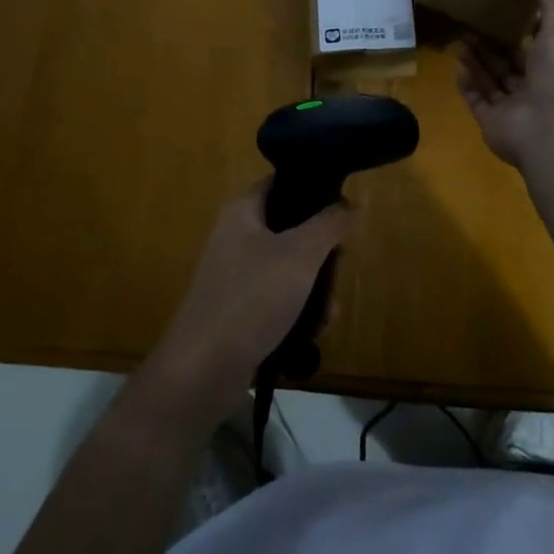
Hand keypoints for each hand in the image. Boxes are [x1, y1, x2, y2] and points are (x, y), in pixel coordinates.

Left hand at [148, 187, 354, 417]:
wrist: (203, 369)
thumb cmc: (252, 298)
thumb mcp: (299, 255)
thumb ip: (329, 224)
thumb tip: (350, 204)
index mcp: (243, 211)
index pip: (282, 183)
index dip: (314, 190)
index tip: (344, 211)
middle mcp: (237, 236)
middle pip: (293, 229)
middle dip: (322, 254)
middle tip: (337, 271)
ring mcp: (237, 275)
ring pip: (291, 269)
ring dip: (316, 289)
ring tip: (328, 314)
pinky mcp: (241, 309)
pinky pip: (280, 299)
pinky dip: (299, 312)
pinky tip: (313, 333)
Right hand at [456, 0, 553, 167]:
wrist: (549, 127)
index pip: (537, 44)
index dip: (520, 26)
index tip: (501, 5)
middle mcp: (536, 87)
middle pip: (509, 62)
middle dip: (491, 43)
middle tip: (470, 20)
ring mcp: (513, 107)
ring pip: (491, 79)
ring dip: (476, 60)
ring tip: (458, 37)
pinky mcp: (491, 121)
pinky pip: (476, 99)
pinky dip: (467, 83)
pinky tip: (456, 65)